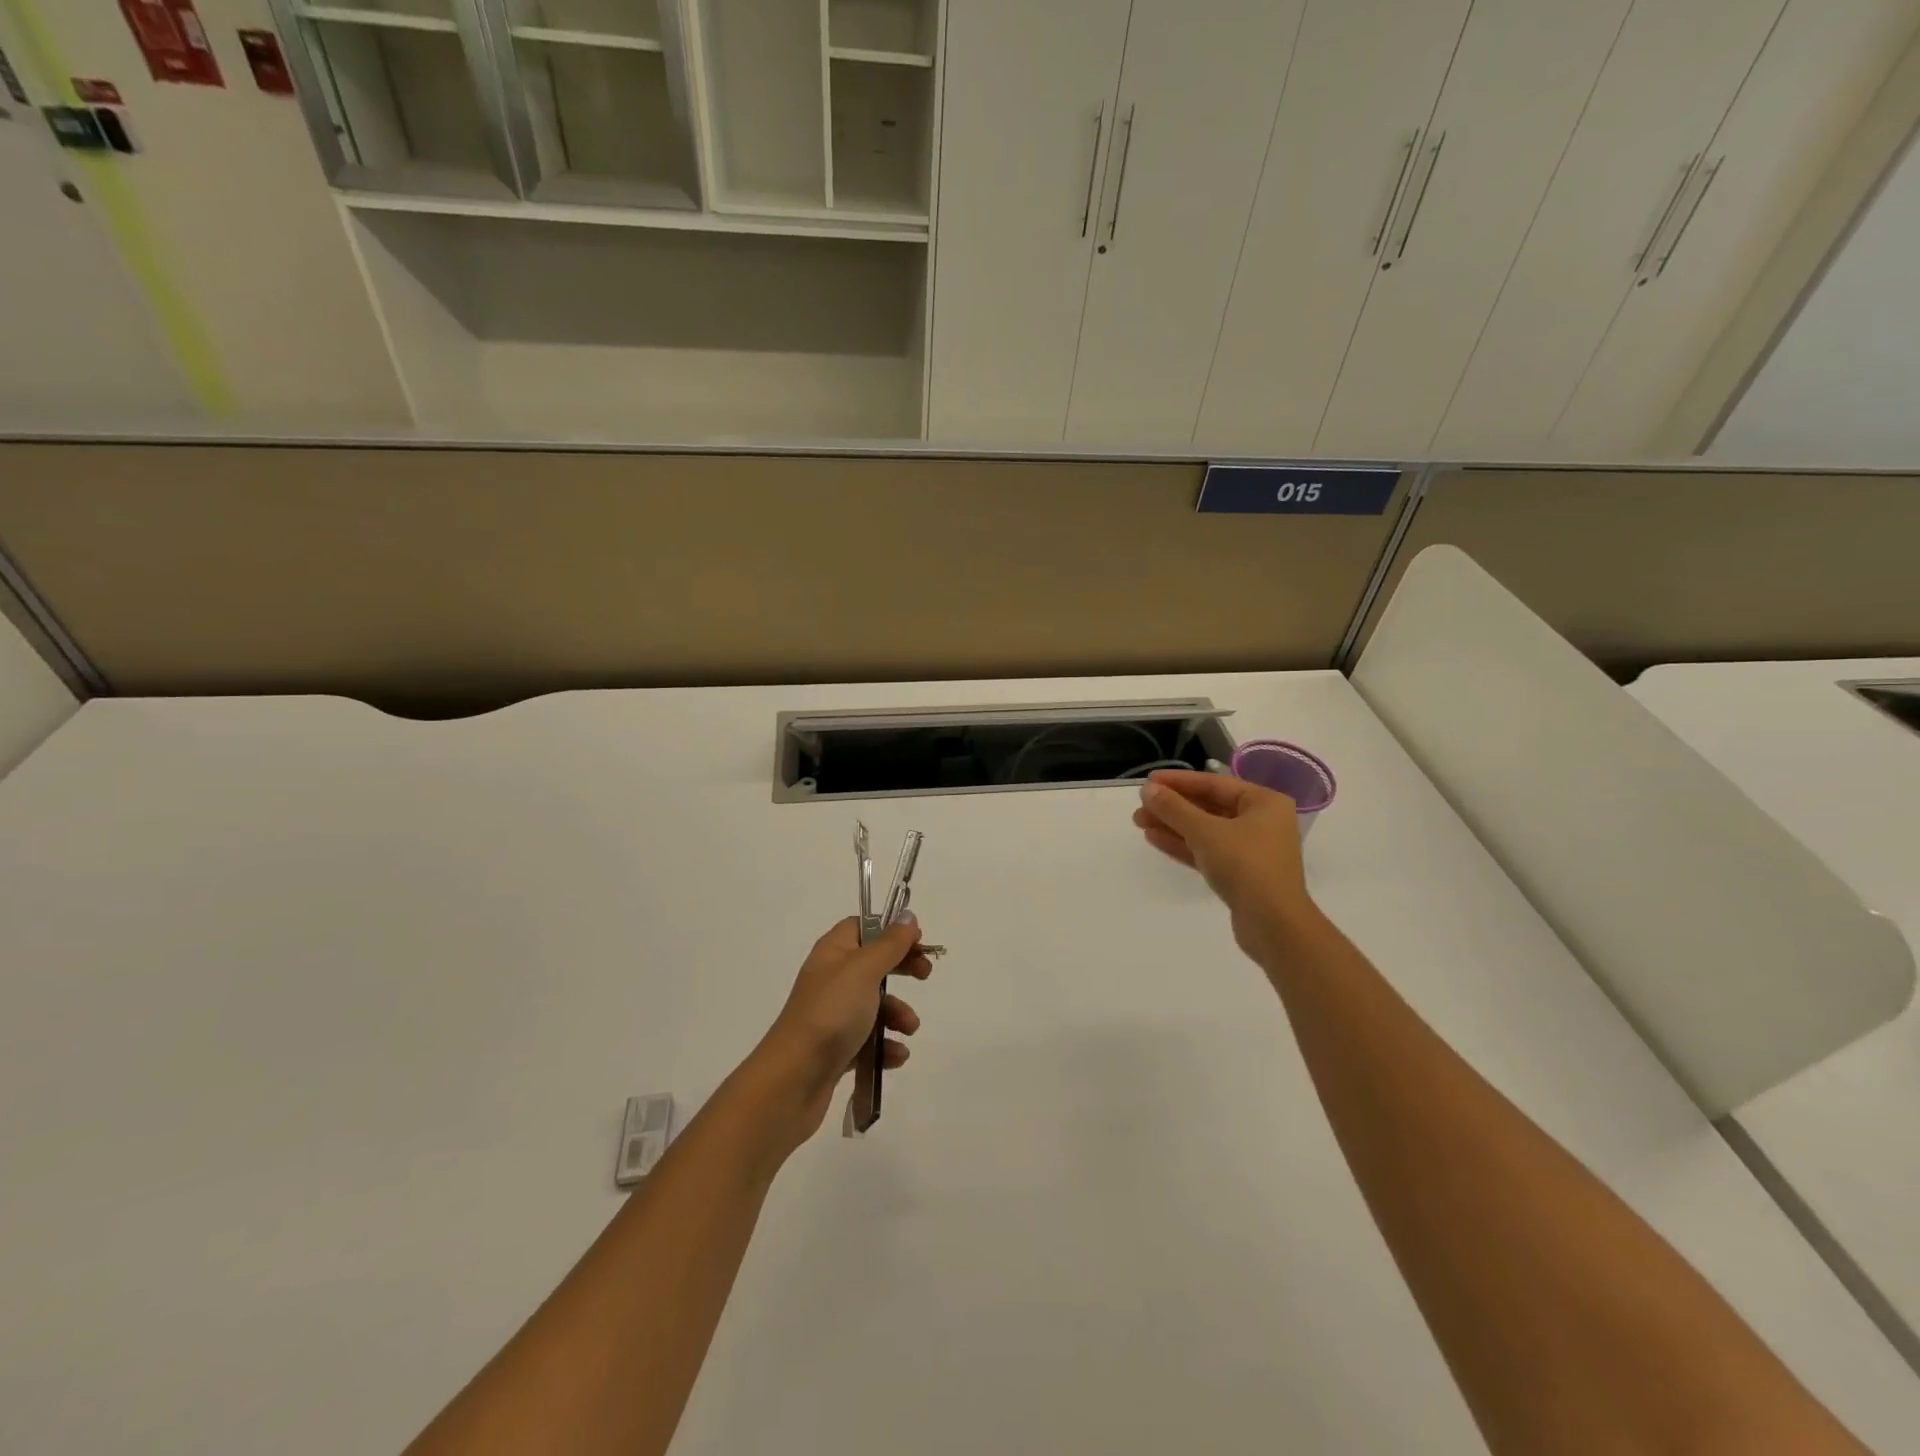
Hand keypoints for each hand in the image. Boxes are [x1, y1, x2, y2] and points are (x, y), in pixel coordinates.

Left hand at [750, 917, 931, 1145]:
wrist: (792, 1080)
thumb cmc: (831, 1014)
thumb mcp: (864, 971)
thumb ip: (889, 944)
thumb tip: (907, 916)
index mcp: (833, 953)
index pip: (861, 927)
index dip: (890, 930)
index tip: (917, 940)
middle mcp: (831, 979)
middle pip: (873, 964)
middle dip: (902, 969)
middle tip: (925, 974)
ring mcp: (833, 1016)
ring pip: (874, 1005)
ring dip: (898, 1014)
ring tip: (909, 1029)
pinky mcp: (836, 1049)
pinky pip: (869, 1040)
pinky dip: (885, 1045)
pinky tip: (895, 1056)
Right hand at [1133, 769, 1317, 962]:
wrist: (1273, 925)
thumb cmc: (1245, 865)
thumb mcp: (1205, 832)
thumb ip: (1174, 808)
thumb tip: (1147, 789)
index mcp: (1264, 802)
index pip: (1214, 783)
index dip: (1178, 781)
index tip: (1148, 781)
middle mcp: (1261, 822)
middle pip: (1209, 806)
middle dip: (1172, 807)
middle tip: (1140, 806)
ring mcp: (1251, 850)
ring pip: (1205, 831)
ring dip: (1173, 826)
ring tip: (1139, 822)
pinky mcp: (1241, 874)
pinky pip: (1208, 851)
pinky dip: (1183, 845)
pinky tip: (1154, 839)